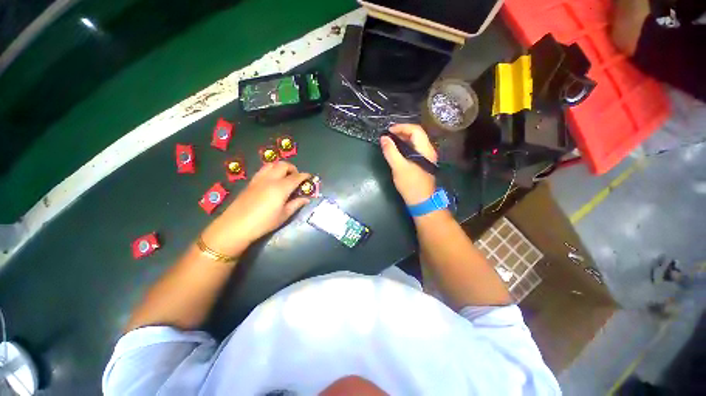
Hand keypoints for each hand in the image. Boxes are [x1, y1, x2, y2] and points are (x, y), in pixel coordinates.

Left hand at [201, 162, 310, 256]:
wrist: (235, 226)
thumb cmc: (263, 223)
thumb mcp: (283, 216)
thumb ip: (296, 204)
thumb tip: (306, 199)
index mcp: (281, 188)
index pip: (296, 177)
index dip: (304, 176)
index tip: (309, 177)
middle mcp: (270, 179)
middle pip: (283, 165)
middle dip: (293, 168)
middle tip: (296, 177)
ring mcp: (259, 179)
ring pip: (272, 164)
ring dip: (281, 167)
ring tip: (284, 176)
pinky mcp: (251, 182)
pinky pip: (263, 170)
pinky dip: (271, 170)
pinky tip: (272, 181)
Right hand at [380, 124, 437, 205]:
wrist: (421, 201)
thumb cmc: (411, 184)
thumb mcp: (398, 167)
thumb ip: (391, 152)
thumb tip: (384, 138)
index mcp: (425, 149)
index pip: (415, 130)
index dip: (402, 127)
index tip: (388, 131)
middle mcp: (428, 150)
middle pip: (416, 134)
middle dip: (402, 132)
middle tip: (388, 135)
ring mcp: (426, 157)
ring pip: (415, 142)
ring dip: (403, 139)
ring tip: (390, 141)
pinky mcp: (422, 163)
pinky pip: (414, 149)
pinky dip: (405, 146)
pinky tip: (397, 151)